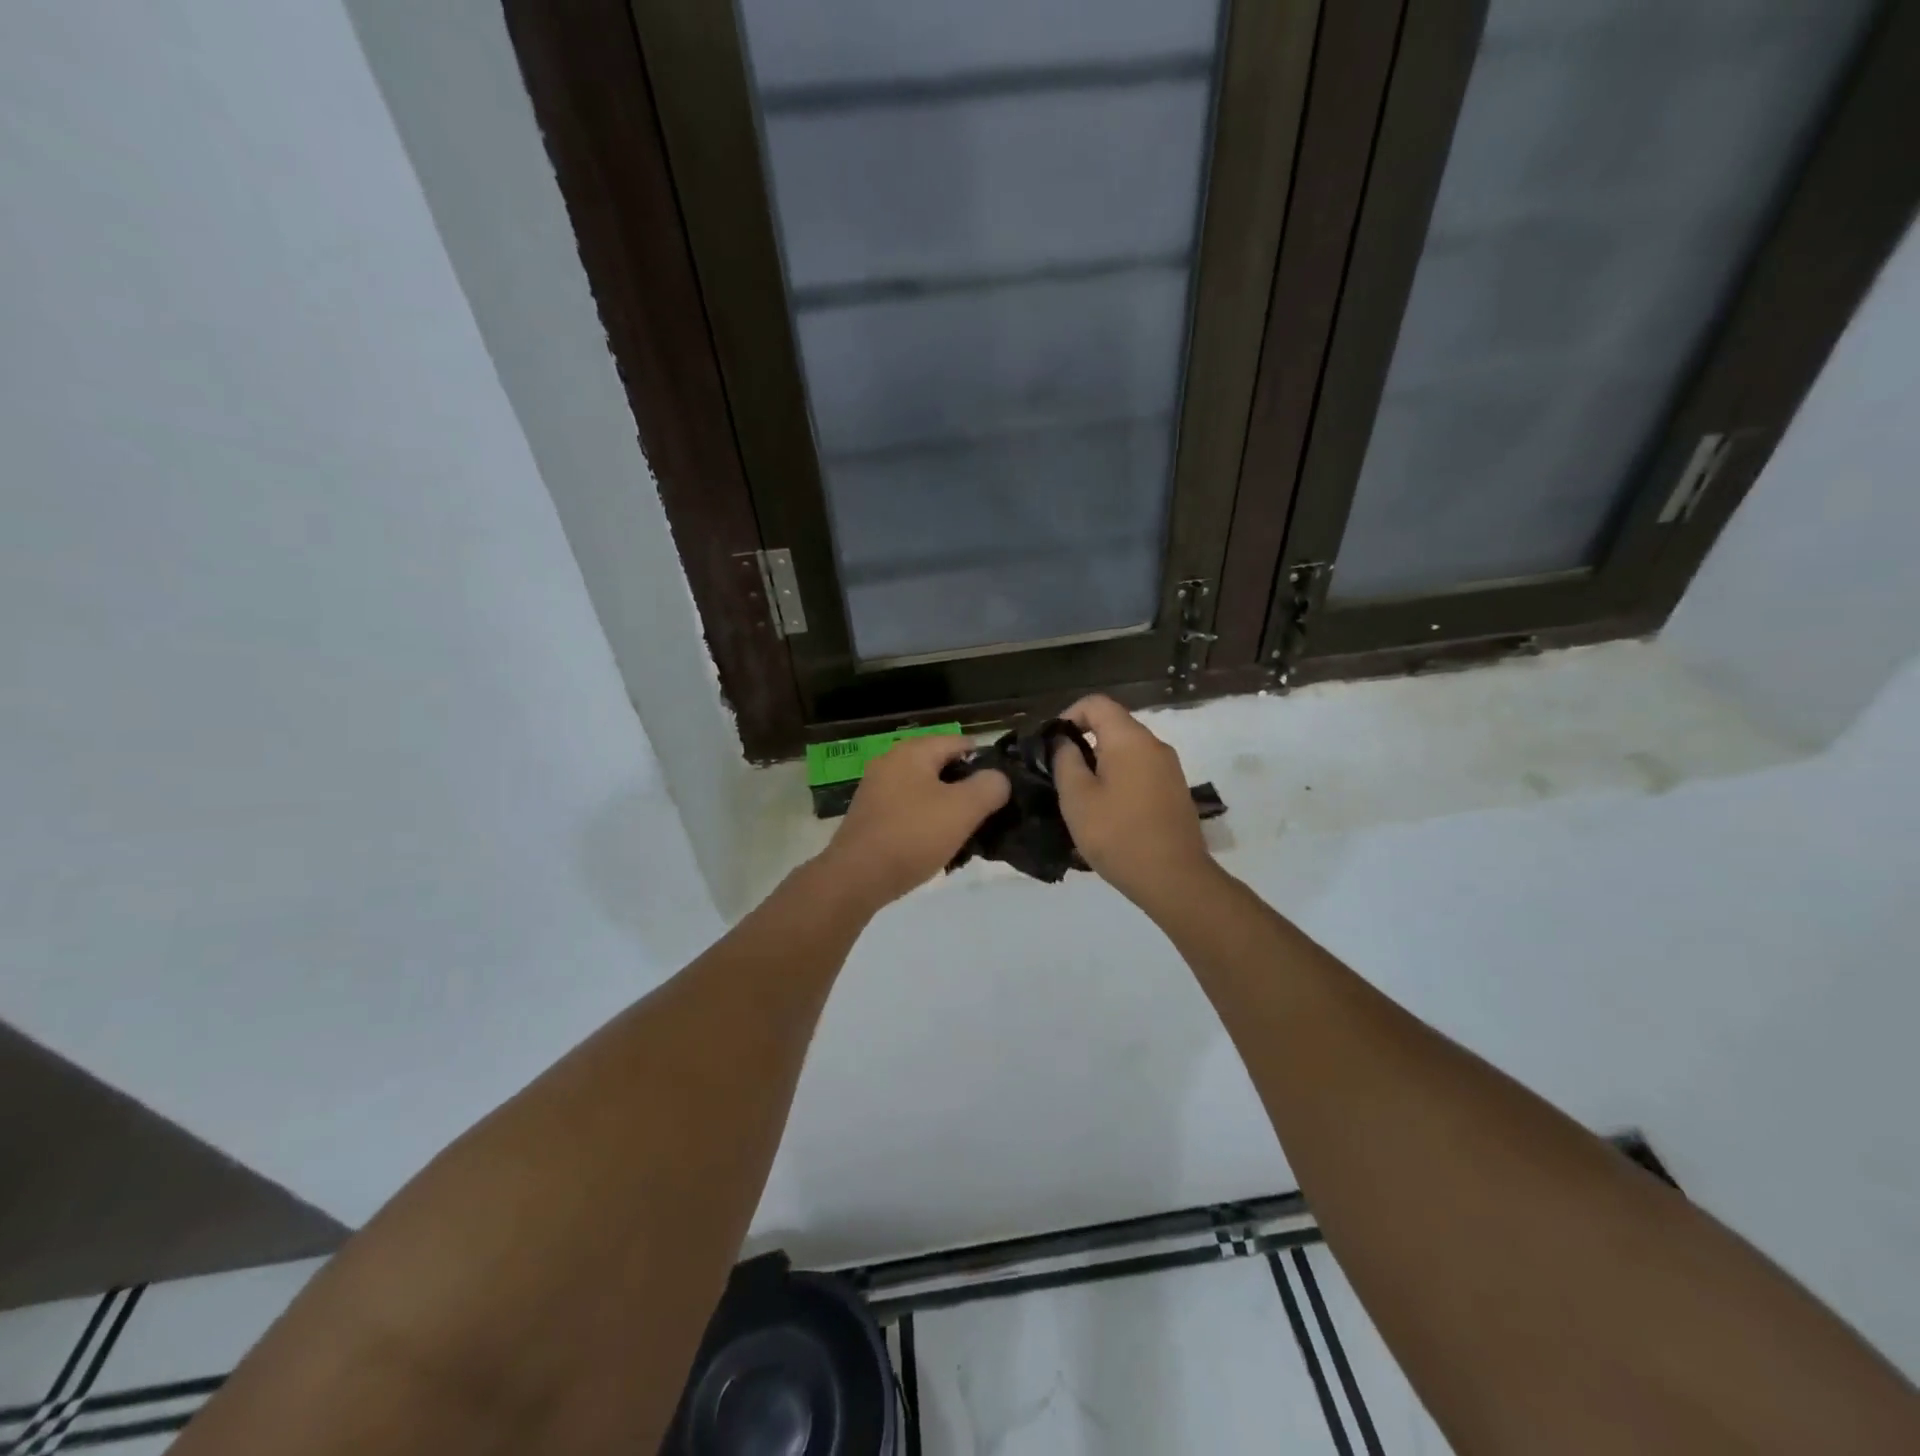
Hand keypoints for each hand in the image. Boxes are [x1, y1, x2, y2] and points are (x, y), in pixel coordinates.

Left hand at [816, 736, 1009, 911]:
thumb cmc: (913, 835)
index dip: (986, 762)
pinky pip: (908, 812)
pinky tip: (937, 847)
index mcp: (913, 751)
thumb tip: (998, 778)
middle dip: (966, 789)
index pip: (961, 743)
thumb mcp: (963, 809)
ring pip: (926, 792)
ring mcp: (877, 790)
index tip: (1003, 789)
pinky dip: (925, 824)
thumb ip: (989, 786)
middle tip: (988, 815)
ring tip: (967, 835)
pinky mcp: (870, 817)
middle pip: (942, 767)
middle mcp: (891, 762)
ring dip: (947, 810)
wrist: (856, 877)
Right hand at [1051, 695, 1216, 909]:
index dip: (1068, 715)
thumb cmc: (1118, 834)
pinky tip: (1108, 812)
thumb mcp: (1077, 797)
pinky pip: (1140, 772)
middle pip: (1113, 726)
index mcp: (1130, 739)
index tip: (1052, 746)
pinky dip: (1119, 780)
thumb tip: (1064, 741)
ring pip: (1127, 751)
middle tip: (1060, 775)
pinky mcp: (1175, 792)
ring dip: (1101, 765)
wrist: (1174, 879)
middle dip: (1083, 743)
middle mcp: (1155, 745)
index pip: (1096, 703)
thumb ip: (1065, 760)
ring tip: (1081, 797)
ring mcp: (1170, 769)